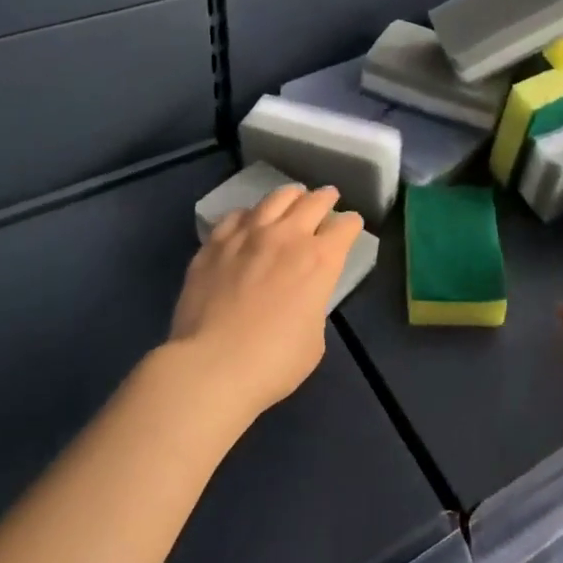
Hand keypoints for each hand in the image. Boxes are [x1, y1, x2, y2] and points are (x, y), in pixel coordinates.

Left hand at [170, 184, 362, 417]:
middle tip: (328, 197)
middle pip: (314, 202)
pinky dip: (250, 214)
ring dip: (291, 196)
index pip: (345, 227)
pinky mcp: (215, 243)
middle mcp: (288, 236)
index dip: (351, 224)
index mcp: (320, 260)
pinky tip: (249, 220)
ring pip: (276, 198)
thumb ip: (313, 305)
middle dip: (326, 198)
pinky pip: (237, 215)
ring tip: (294, 196)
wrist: (211, 366)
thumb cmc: (273, 362)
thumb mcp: (314, 339)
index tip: (350, 226)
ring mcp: (248, 234)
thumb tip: (301, 296)